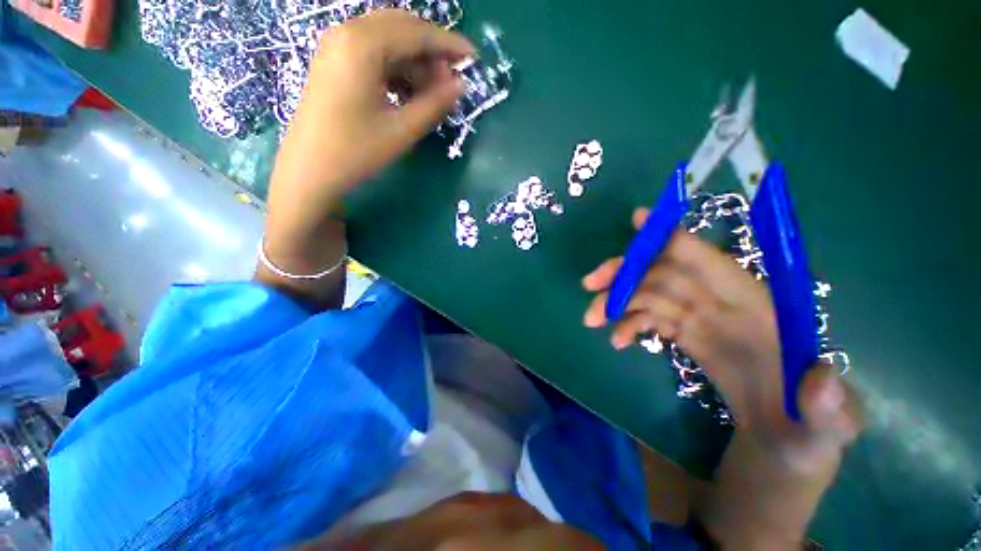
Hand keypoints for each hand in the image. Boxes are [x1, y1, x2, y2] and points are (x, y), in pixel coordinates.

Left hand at [258, 10, 472, 308]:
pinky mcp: (333, 73)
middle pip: (401, 31)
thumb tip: (459, 85)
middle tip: (457, 82)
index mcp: (360, 48)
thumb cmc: (353, 158)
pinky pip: (375, 61)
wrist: (307, 182)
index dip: (449, 45)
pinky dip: (398, 73)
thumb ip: (432, 104)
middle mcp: (343, 39)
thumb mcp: (401, 132)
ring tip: (434, 95)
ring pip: (387, 46)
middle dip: (433, 53)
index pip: (416, 32)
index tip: (474, 62)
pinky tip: (408, 97)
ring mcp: (334, 55)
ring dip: (415, 65)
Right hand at [582, 207, 862, 443]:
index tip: (636, 220)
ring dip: (616, 301)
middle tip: (590, 284)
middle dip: (625, 273)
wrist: (785, 439)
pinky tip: (616, 341)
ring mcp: (699, 317)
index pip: (707, 259)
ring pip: (648, 293)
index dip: (671, 237)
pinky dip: (627, 325)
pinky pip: (648, 318)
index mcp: (756, 306)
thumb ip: (829, 404)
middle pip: (664, 272)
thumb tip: (821, 377)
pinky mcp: (685, 333)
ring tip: (591, 319)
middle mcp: (721, 302)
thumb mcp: (829, 424)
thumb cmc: (810, 427)